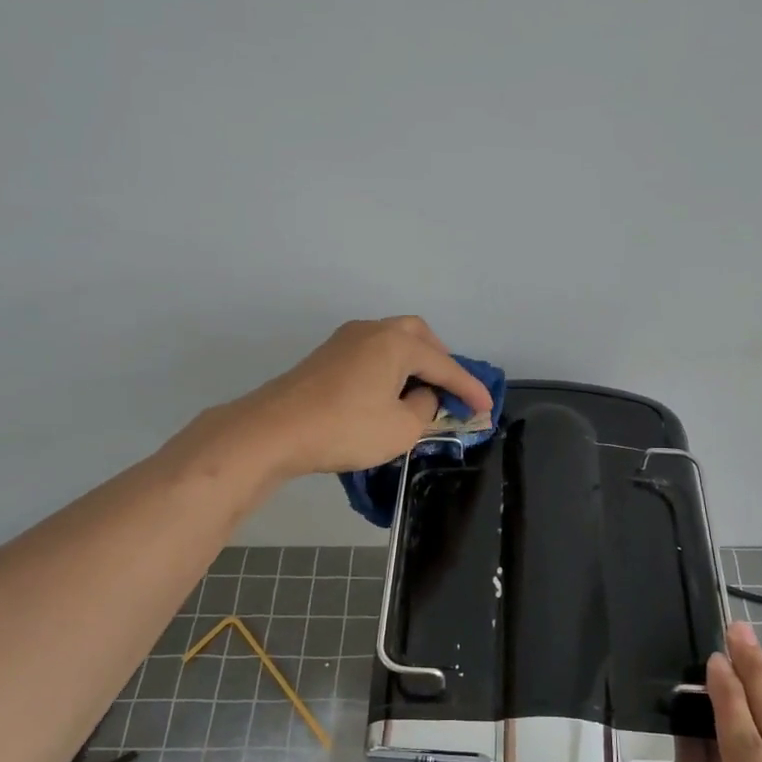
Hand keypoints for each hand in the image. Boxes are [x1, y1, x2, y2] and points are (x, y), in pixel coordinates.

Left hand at [231, 316, 493, 478]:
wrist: (274, 430)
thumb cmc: (346, 428)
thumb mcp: (401, 429)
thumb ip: (423, 409)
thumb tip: (420, 396)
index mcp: (397, 342)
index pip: (445, 365)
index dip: (469, 389)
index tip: (486, 408)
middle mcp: (372, 330)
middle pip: (418, 336)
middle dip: (439, 361)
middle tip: (450, 389)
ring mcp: (345, 341)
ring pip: (391, 342)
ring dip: (412, 363)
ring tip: (421, 392)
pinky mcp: (325, 357)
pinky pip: (371, 354)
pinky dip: (389, 369)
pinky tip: (387, 394)